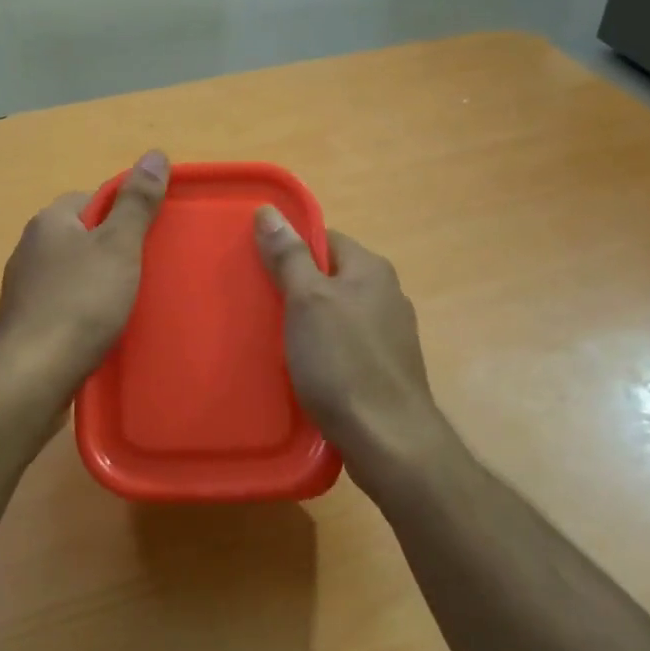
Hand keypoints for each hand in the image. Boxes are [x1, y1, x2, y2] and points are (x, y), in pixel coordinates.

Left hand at [0, 150, 169, 396]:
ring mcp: (24, 286)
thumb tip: (155, 154)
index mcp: (50, 221)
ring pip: (73, 271)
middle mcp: (30, 247)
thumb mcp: (119, 246)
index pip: (92, 198)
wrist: (33, 374)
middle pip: (82, 235)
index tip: (150, 235)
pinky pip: (64, 302)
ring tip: (130, 302)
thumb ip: (137, 202)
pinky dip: (84, 309)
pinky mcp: (26, 321)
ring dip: (99, 281)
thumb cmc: (81, 302)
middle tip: (146, 269)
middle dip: (112, 248)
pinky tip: (103, 328)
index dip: (124, 212)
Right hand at [253, 208, 462, 496]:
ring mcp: (391, 334)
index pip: (326, 239)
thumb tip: (269, 210)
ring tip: (272, 340)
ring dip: (308, 323)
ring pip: (338, 314)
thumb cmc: (343, 362)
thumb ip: (289, 256)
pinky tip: (302, 370)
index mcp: (372, 269)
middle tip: (258, 304)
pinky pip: (346, 346)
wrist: (389, 439)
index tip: (259, 266)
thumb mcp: (308, 301)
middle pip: (331, 277)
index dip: (291, 247)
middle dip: (296, 288)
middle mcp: (387, 294)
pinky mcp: (386, 369)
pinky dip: (323, 351)